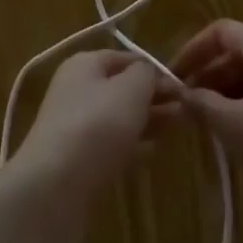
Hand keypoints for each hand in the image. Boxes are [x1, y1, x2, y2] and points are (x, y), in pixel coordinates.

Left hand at [9, 50, 175, 203]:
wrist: (55, 185)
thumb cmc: (96, 125)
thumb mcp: (130, 89)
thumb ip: (146, 75)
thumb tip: (151, 73)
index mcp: (84, 64)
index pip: (126, 58)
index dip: (155, 69)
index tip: (184, 87)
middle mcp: (76, 88)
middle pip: (122, 87)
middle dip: (154, 97)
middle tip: (187, 111)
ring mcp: (75, 124)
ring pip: (119, 116)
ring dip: (147, 120)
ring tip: (178, 128)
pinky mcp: (78, 157)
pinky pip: (111, 143)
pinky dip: (133, 144)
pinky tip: (153, 152)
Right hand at [170, 20, 242, 209]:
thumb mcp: (240, 127)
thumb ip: (204, 106)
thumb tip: (181, 94)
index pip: (220, 31)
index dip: (192, 51)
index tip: (174, 79)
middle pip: (240, 53)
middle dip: (211, 78)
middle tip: (191, 109)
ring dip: (233, 95)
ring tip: (218, 128)